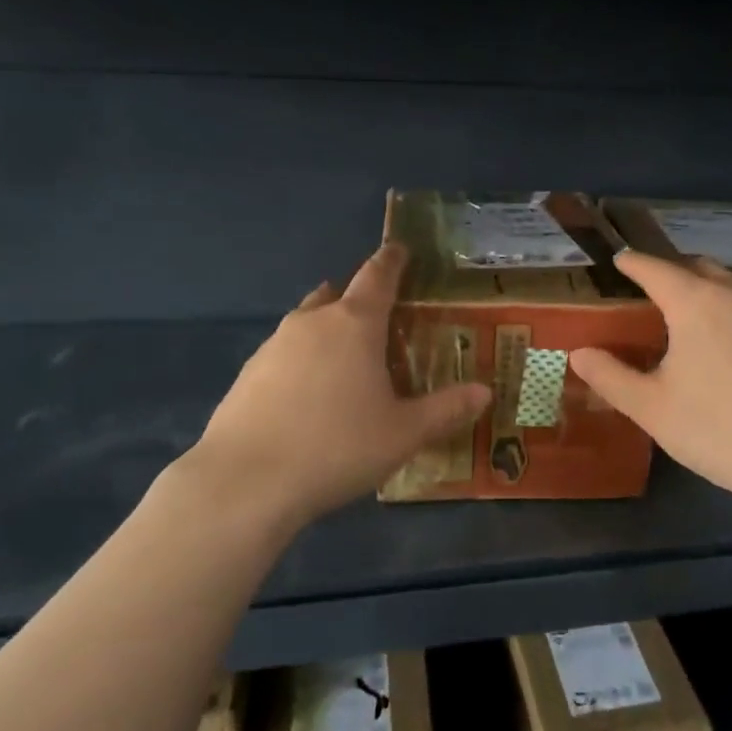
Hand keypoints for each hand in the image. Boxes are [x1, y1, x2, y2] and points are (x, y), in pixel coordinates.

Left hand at [176, 244, 490, 532]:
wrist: (245, 482)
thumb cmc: (338, 446)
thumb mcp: (404, 433)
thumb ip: (446, 410)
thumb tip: (485, 392)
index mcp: (354, 324)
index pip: (378, 276)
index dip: (392, 261)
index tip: (399, 249)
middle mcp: (311, 323)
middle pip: (337, 296)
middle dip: (358, 300)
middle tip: (380, 321)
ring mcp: (273, 347)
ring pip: (307, 324)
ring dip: (328, 331)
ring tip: (346, 362)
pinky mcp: (246, 375)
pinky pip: (284, 355)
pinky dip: (302, 361)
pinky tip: (309, 397)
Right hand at [569, 252, 731, 517]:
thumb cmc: (716, 429)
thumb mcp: (651, 407)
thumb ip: (610, 377)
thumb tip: (578, 353)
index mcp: (695, 304)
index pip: (655, 270)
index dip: (633, 263)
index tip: (619, 259)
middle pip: (696, 269)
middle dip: (670, 272)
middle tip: (647, 289)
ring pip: (726, 287)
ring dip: (701, 289)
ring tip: (681, 315)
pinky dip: (724, 310)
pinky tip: (719, 344)